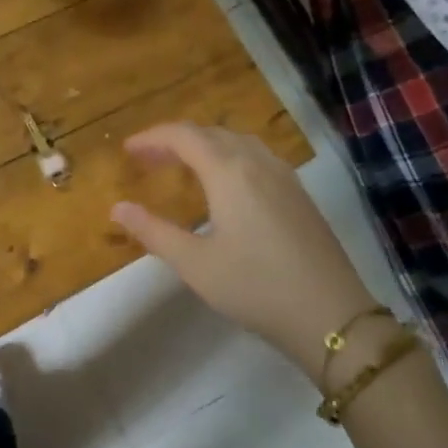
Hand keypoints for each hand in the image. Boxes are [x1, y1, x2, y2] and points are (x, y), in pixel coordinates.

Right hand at [111, 124, 373, 383]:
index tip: (127, 149)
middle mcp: (258, 163)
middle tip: (147, 159)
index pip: (184, 136)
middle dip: (175, 140)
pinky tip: (224, 185)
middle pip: (211, 133)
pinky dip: (229, 157)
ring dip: (205, 146)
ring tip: (181, 167)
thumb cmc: (254, 287)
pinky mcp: (299, 194)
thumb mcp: (194, 264)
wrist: (330, 314)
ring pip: (238, 142)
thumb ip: (153, 232)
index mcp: (229, 172)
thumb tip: (117, 208)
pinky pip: (257, 157)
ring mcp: (284, 176)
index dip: (152, 137)